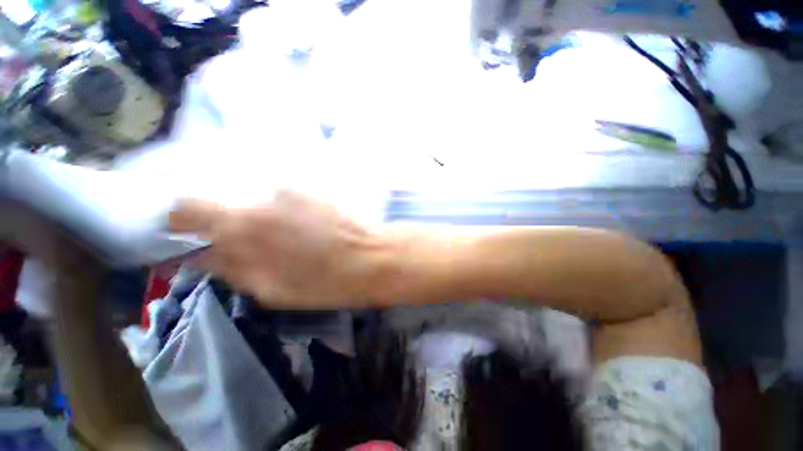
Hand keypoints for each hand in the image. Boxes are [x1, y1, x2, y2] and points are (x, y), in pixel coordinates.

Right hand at [169, 191, 382, 308]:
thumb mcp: (273, 290)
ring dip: (265, 215)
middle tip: (250, 239)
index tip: (189, 232)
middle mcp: (264, 197)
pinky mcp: (316, 187)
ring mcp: (294, 187)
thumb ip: (233, 269)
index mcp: (246, 226)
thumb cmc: (329, 282)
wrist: (373, 258)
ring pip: (261, 198)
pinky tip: (308, 225)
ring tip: (291, 236)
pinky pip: (287, 196)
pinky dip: (288, 209)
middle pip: (225, 198)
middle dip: (227, 219)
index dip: (183, 220)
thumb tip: (203, 256)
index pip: (189, 207)